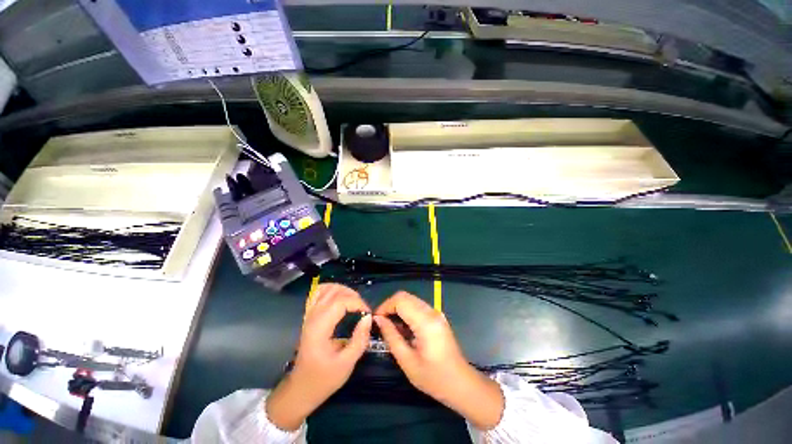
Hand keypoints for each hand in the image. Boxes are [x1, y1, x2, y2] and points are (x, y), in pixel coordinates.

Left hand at [266, 284, 371, 430]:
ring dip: (343, 290)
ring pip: (326, 288)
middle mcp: (313, 317)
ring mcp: (309, 315)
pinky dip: (331, 290)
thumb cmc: (324, 379)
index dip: (357, 303)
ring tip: (354, 301)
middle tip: (363, 309)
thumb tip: (368, 318)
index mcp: (320, 328)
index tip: (368, 314)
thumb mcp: (347, 364)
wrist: (301, 388)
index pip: (340, 302)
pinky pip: (318, 293)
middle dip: (353, 296)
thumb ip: (359, 339)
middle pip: (334, 292)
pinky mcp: (309, 316)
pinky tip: (340, 297)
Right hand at [374, 292, 503, 429]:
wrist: (461, 383)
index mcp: (425, 321)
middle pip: (405, 296)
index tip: (375, 320)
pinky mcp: (437, 317)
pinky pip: (418, 306)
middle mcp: (431, 311)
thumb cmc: (433, 377)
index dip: (385, 306)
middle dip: (390, 306)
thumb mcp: (407, 361)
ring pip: (411, 300)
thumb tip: (378, 320)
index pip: (400, 300)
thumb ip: (391, 336)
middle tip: (381, 323)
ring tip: (391, 327)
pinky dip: (407, 312)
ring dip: (398, 309)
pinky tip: (404, 329)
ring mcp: (436, 313)